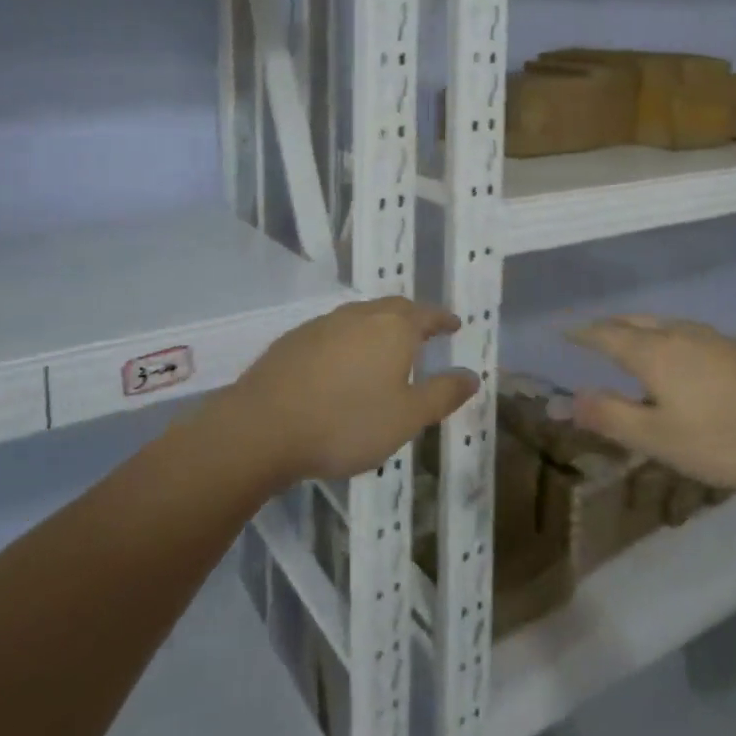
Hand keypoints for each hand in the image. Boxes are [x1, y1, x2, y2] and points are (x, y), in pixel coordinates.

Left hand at [230, 297, 475, 485]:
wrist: (262, 427)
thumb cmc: (346, 423)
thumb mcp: (406, 418)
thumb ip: (442, 394)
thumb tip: (473, 375)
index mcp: (394, 328)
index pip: (427, 314)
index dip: (443, 319)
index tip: (454, 324)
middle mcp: (360, 315)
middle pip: (394, 308)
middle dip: (412, 318)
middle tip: (424, 333)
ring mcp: (323, 324)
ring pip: (361, 317)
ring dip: (378, 328)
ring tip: (384, 349)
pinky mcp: (294, 339)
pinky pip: (333, 332)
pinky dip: (348, 342)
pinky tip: (341, 365)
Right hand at [566, 316, 735, 490]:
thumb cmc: (725, 435)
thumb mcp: (660, 438)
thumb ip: (613, 417)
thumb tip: (569, 400)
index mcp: (652, 352)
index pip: (606, 335)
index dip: (582, 335)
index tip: (563, 333)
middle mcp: (677, 335)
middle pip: (633, 321)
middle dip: (608, 326)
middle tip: (591, 335)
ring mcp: (710, 338)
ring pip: (661, 324)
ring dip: (637, 328)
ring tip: (629, 341)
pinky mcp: (735, 349)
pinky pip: (683, 333)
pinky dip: (663, 337)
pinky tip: (677, 357)